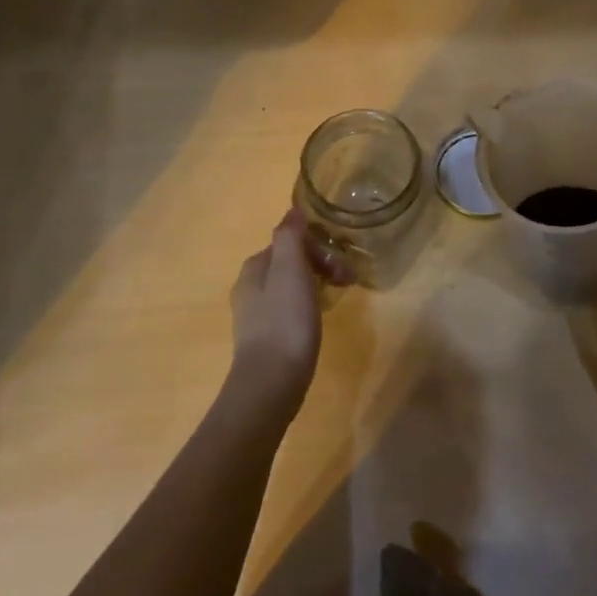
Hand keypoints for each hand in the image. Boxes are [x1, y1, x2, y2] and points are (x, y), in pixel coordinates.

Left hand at [227, 211, 323, 416]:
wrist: (270, 384)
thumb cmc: (285, 322)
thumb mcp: (290, 270)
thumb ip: (290, 237)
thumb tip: (293, 211)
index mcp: (254, 267)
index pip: (290, 241)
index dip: (319, 247)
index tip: (342, 266)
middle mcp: (249, 287)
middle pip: (291, 262)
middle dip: (321, 265)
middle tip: (347, 283)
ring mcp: (255, 315)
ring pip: (291, 285)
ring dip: (317, 285)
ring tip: (337, 299)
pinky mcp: (265, 338)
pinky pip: (290, 309)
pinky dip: (308, 307)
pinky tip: (319, 321)